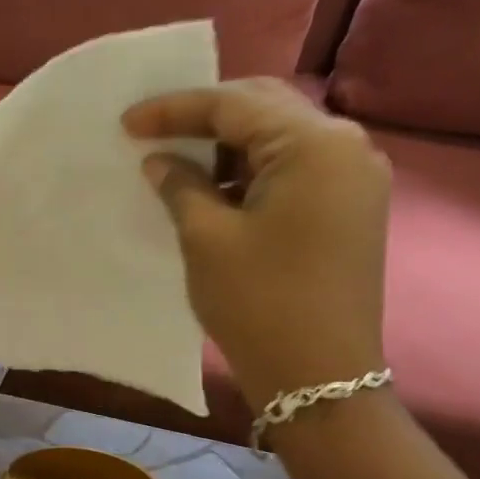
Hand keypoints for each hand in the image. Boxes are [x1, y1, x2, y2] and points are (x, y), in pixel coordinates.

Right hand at [123, 78, 390, 410]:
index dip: (175, 109)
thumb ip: (180, 185)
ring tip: (176, 161)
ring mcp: (353, 179)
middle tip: (152, 132)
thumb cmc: (259, 300)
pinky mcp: (348, 208)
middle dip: (205, 118)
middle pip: (265, 109)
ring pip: (279, 139)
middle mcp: (345, 148)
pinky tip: (212, 188)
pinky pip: (292, 170)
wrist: (319, 374)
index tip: (126, 122)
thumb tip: (160, 161)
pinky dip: (249, 171)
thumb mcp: (206, 237)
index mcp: (315, 145)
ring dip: (227, 145)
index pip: (235, 105)